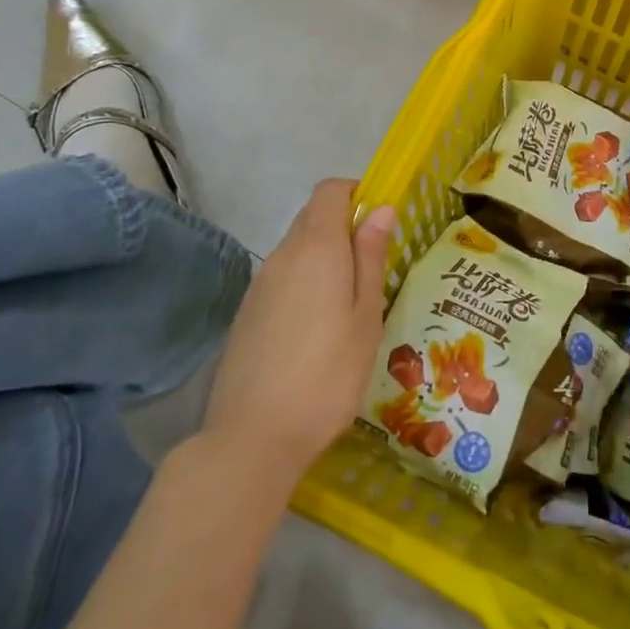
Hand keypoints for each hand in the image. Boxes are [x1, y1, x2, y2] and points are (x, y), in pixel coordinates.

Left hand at [204, 180, 394, 481]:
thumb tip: (381, 208)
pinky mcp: (247, 312)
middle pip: (312, 217)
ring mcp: (260, 284)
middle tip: (374, 266)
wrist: (252, 437)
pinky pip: (282, 277)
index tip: (381, 220)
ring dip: (325, 257)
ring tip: (350, 303)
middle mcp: (283, 255)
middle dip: (344, 226)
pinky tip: (318, 327)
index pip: (329, 191)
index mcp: (316, 248)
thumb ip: (371, 257)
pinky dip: (305, 282)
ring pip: (297, 248)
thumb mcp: (365, 316)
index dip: (356, 193)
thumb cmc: (327, 374)